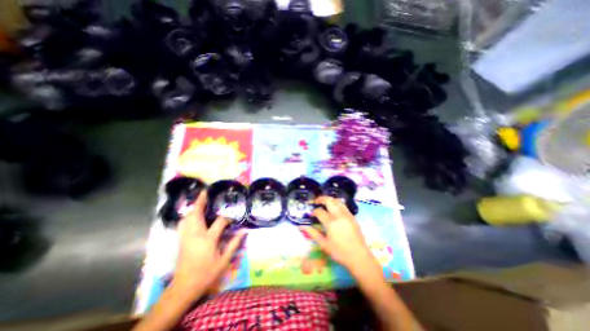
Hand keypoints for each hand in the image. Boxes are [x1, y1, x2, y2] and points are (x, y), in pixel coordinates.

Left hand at [173, 192, 246, 296]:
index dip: (227, 218)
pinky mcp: (181, 240)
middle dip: (201, 202)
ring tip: (200, 200)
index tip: (232, 218)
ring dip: (194, 208)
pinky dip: (187, 216)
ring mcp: (186, 237)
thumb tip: (244, 231)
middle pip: (196, 214)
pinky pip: (182, 224)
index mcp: (208, 240)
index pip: (220, 222)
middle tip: (205, 192)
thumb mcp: (224, 260)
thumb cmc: (207, 274)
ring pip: (187, 218)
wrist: (184, 287)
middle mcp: (195, 235)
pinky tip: (192, 214)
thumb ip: (234, 243)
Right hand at [300, 198, 377, 271]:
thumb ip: (312, 233)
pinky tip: (334, 208)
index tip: (311, 215)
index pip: (319, 211)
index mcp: (331, 223)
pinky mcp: (353, 217)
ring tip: (324, 203)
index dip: (314, 211)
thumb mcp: (324, 244)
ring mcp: (347, 215)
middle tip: (316, 201)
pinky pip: (344, 205)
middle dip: (321, 199)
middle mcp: (339, 216)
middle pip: (329, 201)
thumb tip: (301, 226)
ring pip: (337, 201)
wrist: (360, 257)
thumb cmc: (340, 253)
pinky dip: (337, 203)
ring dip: (330, 199)